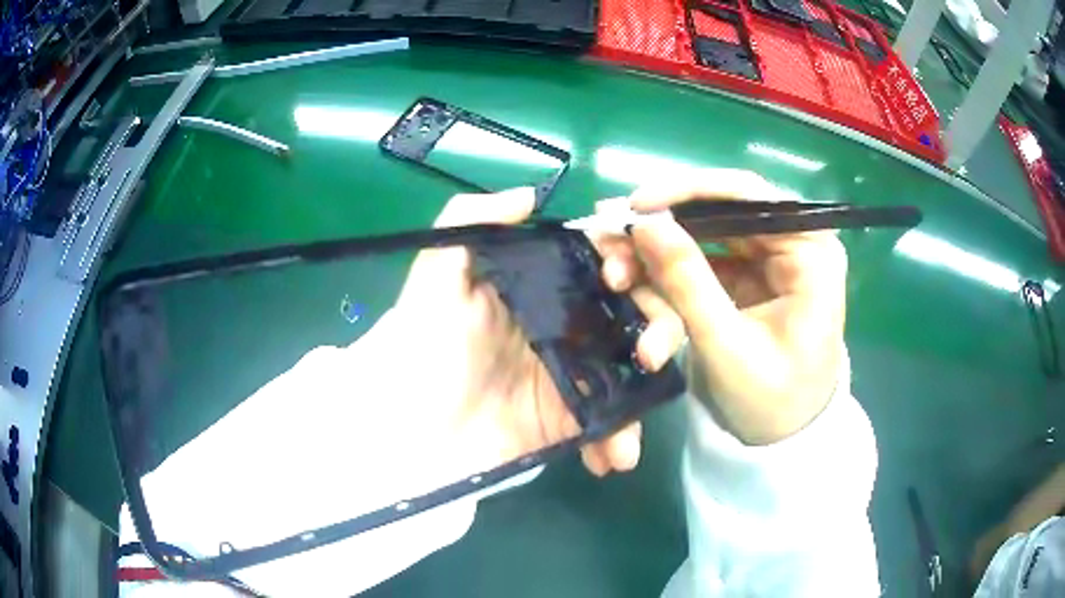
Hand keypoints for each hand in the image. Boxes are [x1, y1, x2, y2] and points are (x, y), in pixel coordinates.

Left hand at [390, 187, 649, 477]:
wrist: (406, 431)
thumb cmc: (422, 346)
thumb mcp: (436, 274)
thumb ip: (471, 220)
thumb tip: (528, 195)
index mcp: (539, 285)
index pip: (599, 262)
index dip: (623, 260)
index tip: (619, 277)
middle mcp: (564, 325)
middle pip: (632, 313)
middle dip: (658, 327)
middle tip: (650, 353)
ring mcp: (571, 375)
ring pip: (632, 368)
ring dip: (649, 389)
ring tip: (637, 417)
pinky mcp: (568, 421)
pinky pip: (610, 423)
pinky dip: (620, 438)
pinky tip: (616, 457)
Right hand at [596, 170, 847, 444]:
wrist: (784, 439)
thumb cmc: (771, 401)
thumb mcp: (727, 345)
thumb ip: (687, 281)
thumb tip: (643, 223)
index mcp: (811, 252)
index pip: (749, 195)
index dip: (689, 192)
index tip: (636, 208)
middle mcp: (793, 243)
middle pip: (719, 212)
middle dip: (662, 230)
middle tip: (609, 240)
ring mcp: (768, 260)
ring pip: (702, 236)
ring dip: (656, 256)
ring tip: (613, 275)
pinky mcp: (747, 278)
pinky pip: (699, 263)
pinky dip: (666, 278)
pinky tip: (633, 290)